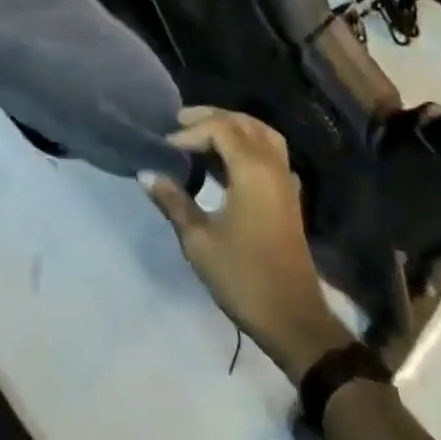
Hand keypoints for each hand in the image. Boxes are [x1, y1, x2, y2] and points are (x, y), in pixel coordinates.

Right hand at [141, 107, 353, 383]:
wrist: (294, 320)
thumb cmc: (244, 277)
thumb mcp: (199, 241)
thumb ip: (173, 201)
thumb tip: (146, 173)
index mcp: (251, 170)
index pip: (219, 128)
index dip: (190, 132)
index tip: (166, 148)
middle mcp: (272, 166)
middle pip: (242, 123)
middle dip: (211, 118)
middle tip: (180, 123)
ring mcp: (286, 181)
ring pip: (263, 133)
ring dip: (234, 126)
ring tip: (205, 132)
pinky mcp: (290, 197)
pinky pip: (272, 152)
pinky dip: (252, 143)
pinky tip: (234, 159)